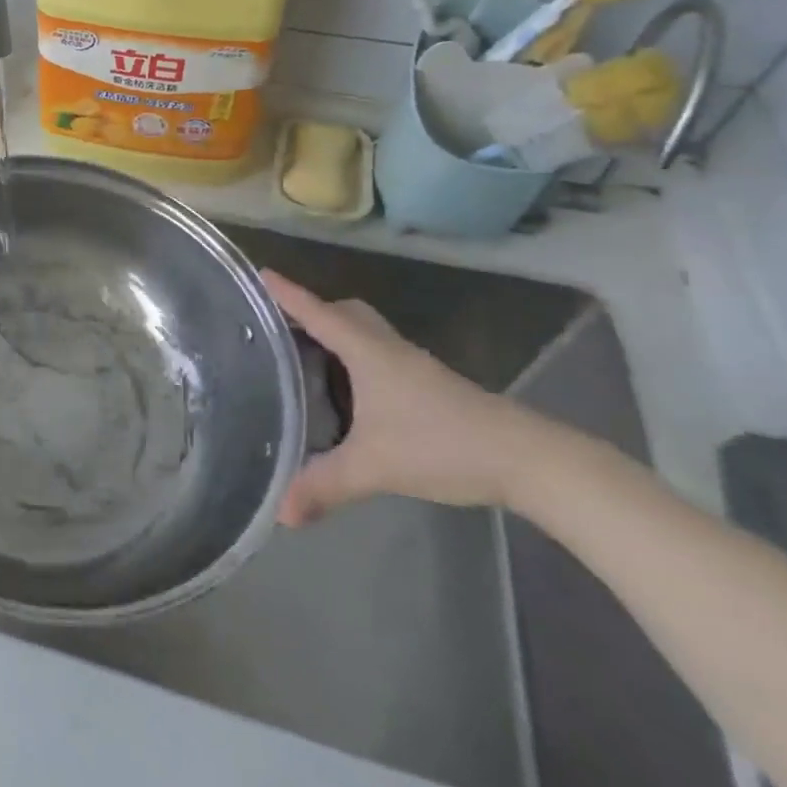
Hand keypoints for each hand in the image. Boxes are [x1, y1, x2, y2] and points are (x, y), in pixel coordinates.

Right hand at [263, 272, 558, 524]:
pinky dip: (357, 357)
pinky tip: (352, 390)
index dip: (287, 294)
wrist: (526, 459)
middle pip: (345, 312)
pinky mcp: (428, 384)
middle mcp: (386, 347)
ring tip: (307, 355)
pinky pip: (380, 353)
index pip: (317, 312)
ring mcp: (412, 365)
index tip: (260, 273)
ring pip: (366, 332)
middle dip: (314, 311)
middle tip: (282, 326)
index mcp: (366, 351)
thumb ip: (326, 486)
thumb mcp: (375, 467)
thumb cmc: (442, 445)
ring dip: (337, 332)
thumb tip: (280, 513)